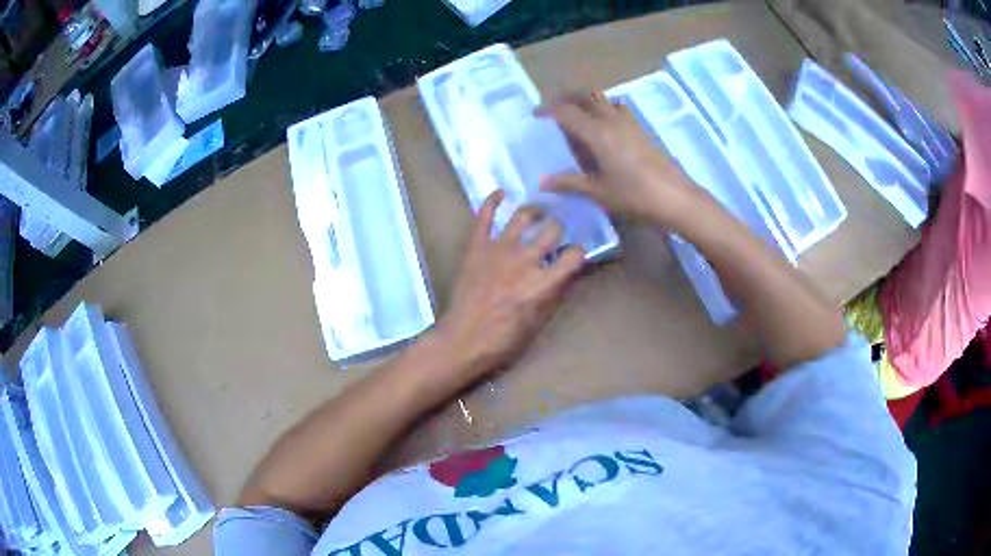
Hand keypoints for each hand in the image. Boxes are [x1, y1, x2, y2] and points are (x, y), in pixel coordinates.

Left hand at [436, 191, 584, 379]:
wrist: (462, 340)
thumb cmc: (503, 340)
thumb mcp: (537, 324)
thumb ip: (554, 295)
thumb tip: (568, 276)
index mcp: (543, 282)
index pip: (574, 255)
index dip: (577, 253)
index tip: (574, 255)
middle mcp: (525, 259)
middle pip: (552, 230)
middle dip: (558, 229)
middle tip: (555, 231)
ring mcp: (499, 249)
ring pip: (523, 216)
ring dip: (534, 212)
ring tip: (537, 212)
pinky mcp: (476, 246)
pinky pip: (484, 216)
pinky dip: (492, 201)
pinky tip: (501, 193)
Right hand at [538, 91, 702, 225]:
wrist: (676, 198)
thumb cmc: (634, 195)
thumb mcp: (598, 192)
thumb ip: (569, 183)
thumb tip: (541, 182)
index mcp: (597, 132)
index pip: (566, 111)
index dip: (548, 109)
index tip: (535, 115)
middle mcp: (612, 120)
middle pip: (586, 94)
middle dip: (567, 96)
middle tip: (555, 108)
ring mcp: (630, 123)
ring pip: (604, 99)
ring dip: (588, 100)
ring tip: (578, 116)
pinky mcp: (642, 130)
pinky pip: (618, 109)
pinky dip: (604, 109)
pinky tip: (604, 129)